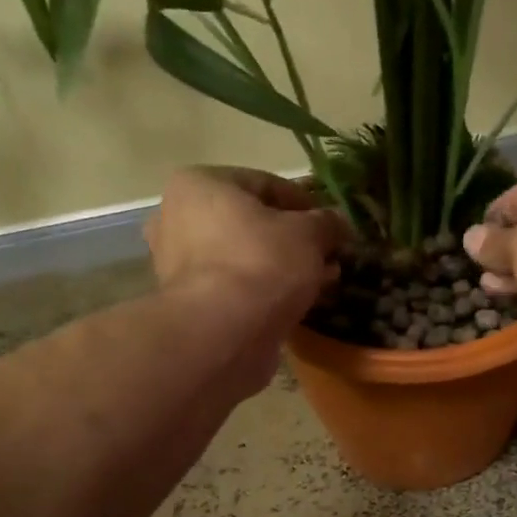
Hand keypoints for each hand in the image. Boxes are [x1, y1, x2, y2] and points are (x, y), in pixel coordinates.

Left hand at [147, 167, 347, 321]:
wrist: (224, 332)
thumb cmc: (262, 264)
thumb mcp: (309, 234)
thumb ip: (326, 223)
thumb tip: (338, 223)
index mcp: (200, 185)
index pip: (265, 183)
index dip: (306, 203)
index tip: (333, 225)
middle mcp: (178, 217)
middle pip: (252, 223)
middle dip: (294, 240)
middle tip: (328, 256)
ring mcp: (179, 263)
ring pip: (246, 256)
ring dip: (283, 267)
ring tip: (319, 281)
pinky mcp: (190, 302)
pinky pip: (237, 286)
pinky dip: (265, 291)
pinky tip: (297, 303)